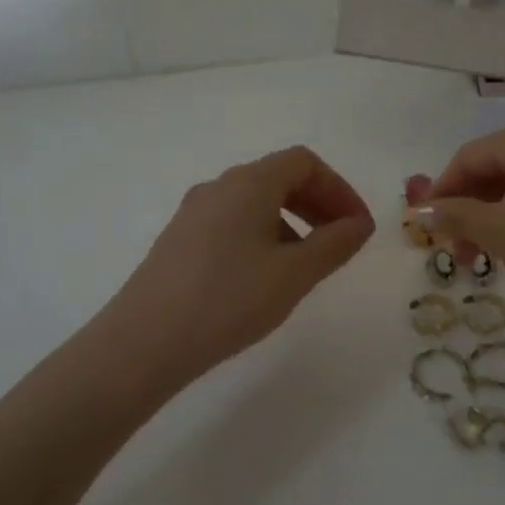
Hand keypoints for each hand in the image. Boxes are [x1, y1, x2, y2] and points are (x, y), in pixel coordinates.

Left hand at [107, 146, 374, 387]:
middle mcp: (219, 187)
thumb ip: (335, 244)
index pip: (304, 163)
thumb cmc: (228, 300)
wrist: (144, 342)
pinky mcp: (180, 241)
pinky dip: (264, 236)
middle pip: (279, 178)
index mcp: (249, 183)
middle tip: (341, 241)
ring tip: (308, 264)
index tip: (358, 227)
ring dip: (293, 222)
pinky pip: (233, 223)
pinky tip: (267, 277)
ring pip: (256, 203)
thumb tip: (360, 224)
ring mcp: (194, 213)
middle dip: (319, 204)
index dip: (339, 189)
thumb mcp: (294, 274)